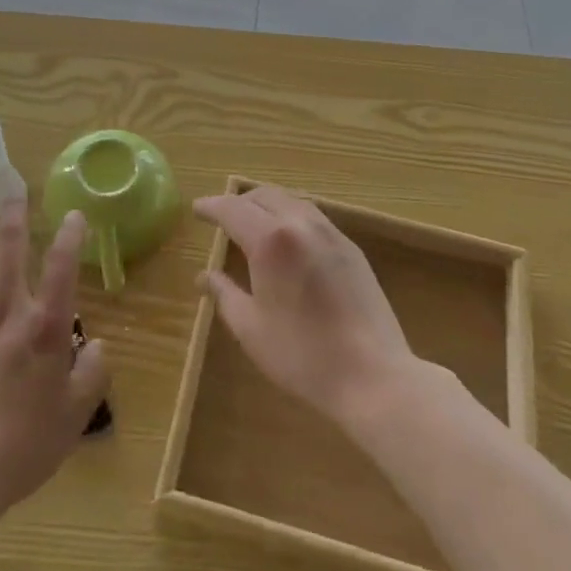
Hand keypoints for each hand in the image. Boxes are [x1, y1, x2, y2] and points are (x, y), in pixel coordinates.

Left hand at [0, 195, 109, 523]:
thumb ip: (91, 375)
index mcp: (43, 326)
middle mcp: (3, 308)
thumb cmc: (18, 449)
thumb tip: (98, 346)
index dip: (70, 235)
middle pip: (10, 246)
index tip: (74, 214)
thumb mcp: (72, 419)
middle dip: (14, 213)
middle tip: (14, 189)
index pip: (62, 266)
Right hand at [194, 185, 419, 430]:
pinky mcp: (350, 247)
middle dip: (238, 202)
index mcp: (270, 240)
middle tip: (222, 216)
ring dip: (266, 204)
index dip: (212, 206)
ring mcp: (330, 232)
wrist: (373, 375)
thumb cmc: (302, 355)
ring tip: (253, 222)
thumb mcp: (251, 328)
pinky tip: (288, 238)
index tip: (197, 209)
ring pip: (290, 200)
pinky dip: (291, 215)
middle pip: (262, 196)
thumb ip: (224, 294)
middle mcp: (299, 224)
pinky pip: (313, 215)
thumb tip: (204, 276)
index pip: (232, 209)